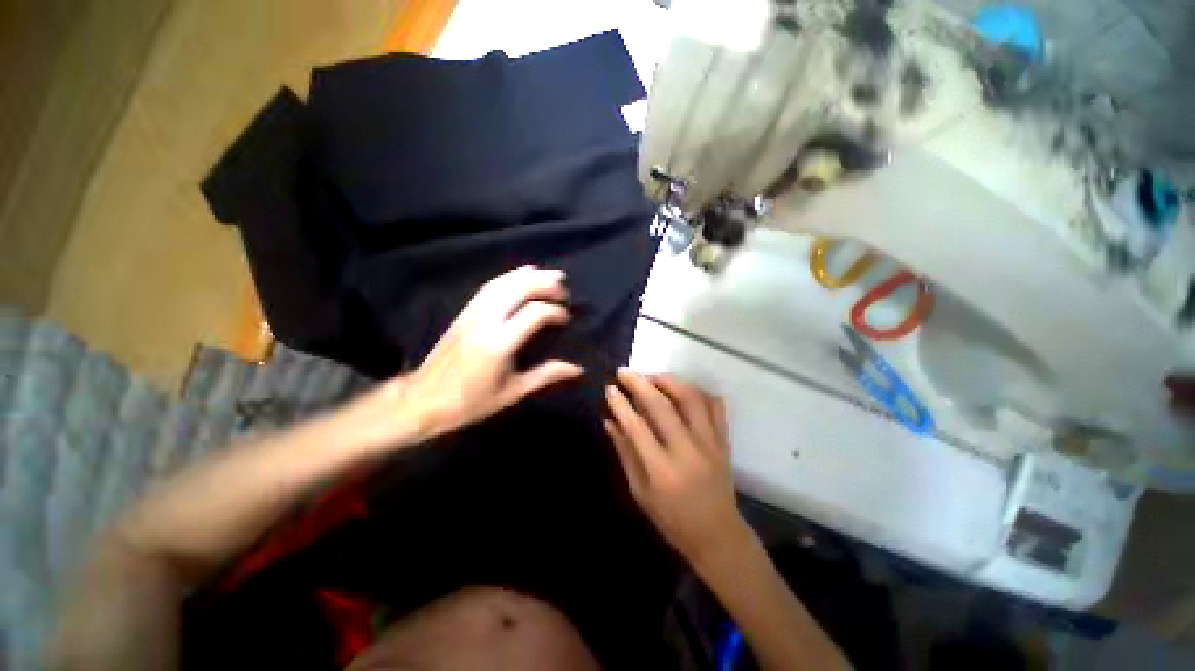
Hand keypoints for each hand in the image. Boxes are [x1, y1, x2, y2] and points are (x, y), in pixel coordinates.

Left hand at [343, 266, 583, 450]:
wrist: (422, 400)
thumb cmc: (470, 402)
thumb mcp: (512, 393)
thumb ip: (545, 375)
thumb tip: (577, 368)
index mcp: (499, 344)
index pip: (534, 314)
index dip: (555, 312)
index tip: (566, 319)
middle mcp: (486, 321)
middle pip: (519, 289)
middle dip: (545, 284)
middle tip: (564, 289)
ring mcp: (472, 313)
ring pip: (503, 283)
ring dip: (529, 275)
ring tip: (551, 274)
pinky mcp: (464, 312)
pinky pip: (489, 286)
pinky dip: (509, 277)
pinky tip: (522, 274)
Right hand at [604, 370, 752, 565]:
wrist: (718, 536)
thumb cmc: (672, 520)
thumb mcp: (640, 492)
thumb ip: (625, 453)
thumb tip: (609, 422)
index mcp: (662, 470)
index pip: (637, 427)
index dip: (621, 404)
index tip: (610, 388)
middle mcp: (687, 451)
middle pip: (662, 406)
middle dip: (640, 383)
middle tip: (625, 373)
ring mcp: (710, 443)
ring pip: (691, 398)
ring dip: (669, 381)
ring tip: (652, 377)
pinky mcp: (723, 440)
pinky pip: (715, 405)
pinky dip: (698, 391)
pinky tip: (682, 389)